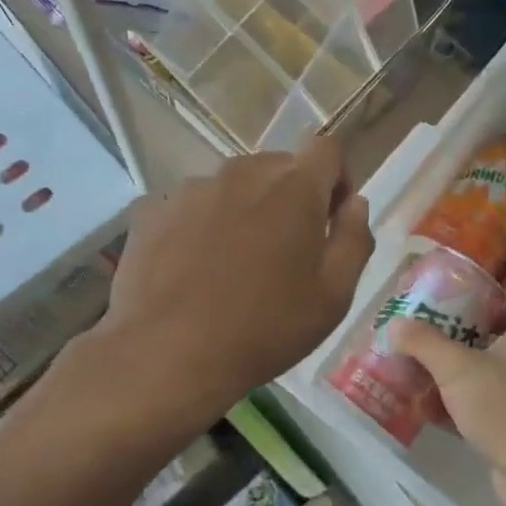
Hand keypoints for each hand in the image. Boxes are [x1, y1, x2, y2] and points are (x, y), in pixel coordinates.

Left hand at [96, 138, 373, 415]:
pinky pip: (189, 207)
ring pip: (231, 187)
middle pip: (277, 167)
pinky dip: (198, 226)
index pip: (325, 149)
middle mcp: (241, 173)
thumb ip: (354, 239)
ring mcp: (190, 189)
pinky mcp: (151, 210)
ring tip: (231, 265)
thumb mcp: (334, 296)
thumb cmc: (265, 329)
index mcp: (293, 187)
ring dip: (242, 210)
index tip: (331, 219)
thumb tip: (354, 203)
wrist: (168, 355)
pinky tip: (191, 269)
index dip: (336, 179)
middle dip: (289, 198)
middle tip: (284, 252)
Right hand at [391, 311, 505, 505]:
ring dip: (452, 381)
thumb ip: (424, 343)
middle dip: (455, 346)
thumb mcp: (456, 367)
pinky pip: (483, 411)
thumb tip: (395, 323)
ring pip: (484, 380)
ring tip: (414, 376)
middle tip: (420, 344)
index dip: (483, 308)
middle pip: (491, 344)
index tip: (450, 311)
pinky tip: (426, 413)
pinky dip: (458, 410)